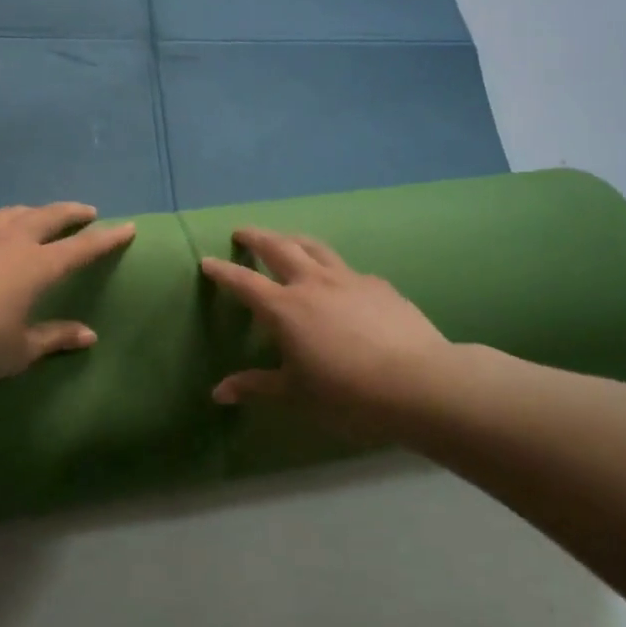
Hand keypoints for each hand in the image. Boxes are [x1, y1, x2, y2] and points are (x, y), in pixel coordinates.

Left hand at [0, 203, 135, 386]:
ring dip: (31, 213)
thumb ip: (55, 338)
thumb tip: (89, 336)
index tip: (127, 227)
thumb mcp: (19, 350)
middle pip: (48, 217)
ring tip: (37, 217)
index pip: (82, 248)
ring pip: (11, 213)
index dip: (107, 238)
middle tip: (86, 211)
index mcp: (36, 266)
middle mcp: (10, 241)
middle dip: (71, 212)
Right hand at [200, 229, 454, 422]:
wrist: (418, 382)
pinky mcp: (378, 284)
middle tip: (243, 232)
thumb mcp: (296, 394)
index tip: (207, 260)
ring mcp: (348, 279)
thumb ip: (256, 386)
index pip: (244, 282)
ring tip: (286, 239)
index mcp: (285, 308)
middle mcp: (312, 283)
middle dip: (257, 237)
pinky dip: (332, 267)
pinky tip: (339, 281)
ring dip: (293, 239)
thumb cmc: (347, 394)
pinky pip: (347, 269)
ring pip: (314, 247)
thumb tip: (218, 393)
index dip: (223, 271)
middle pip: (278, 247)